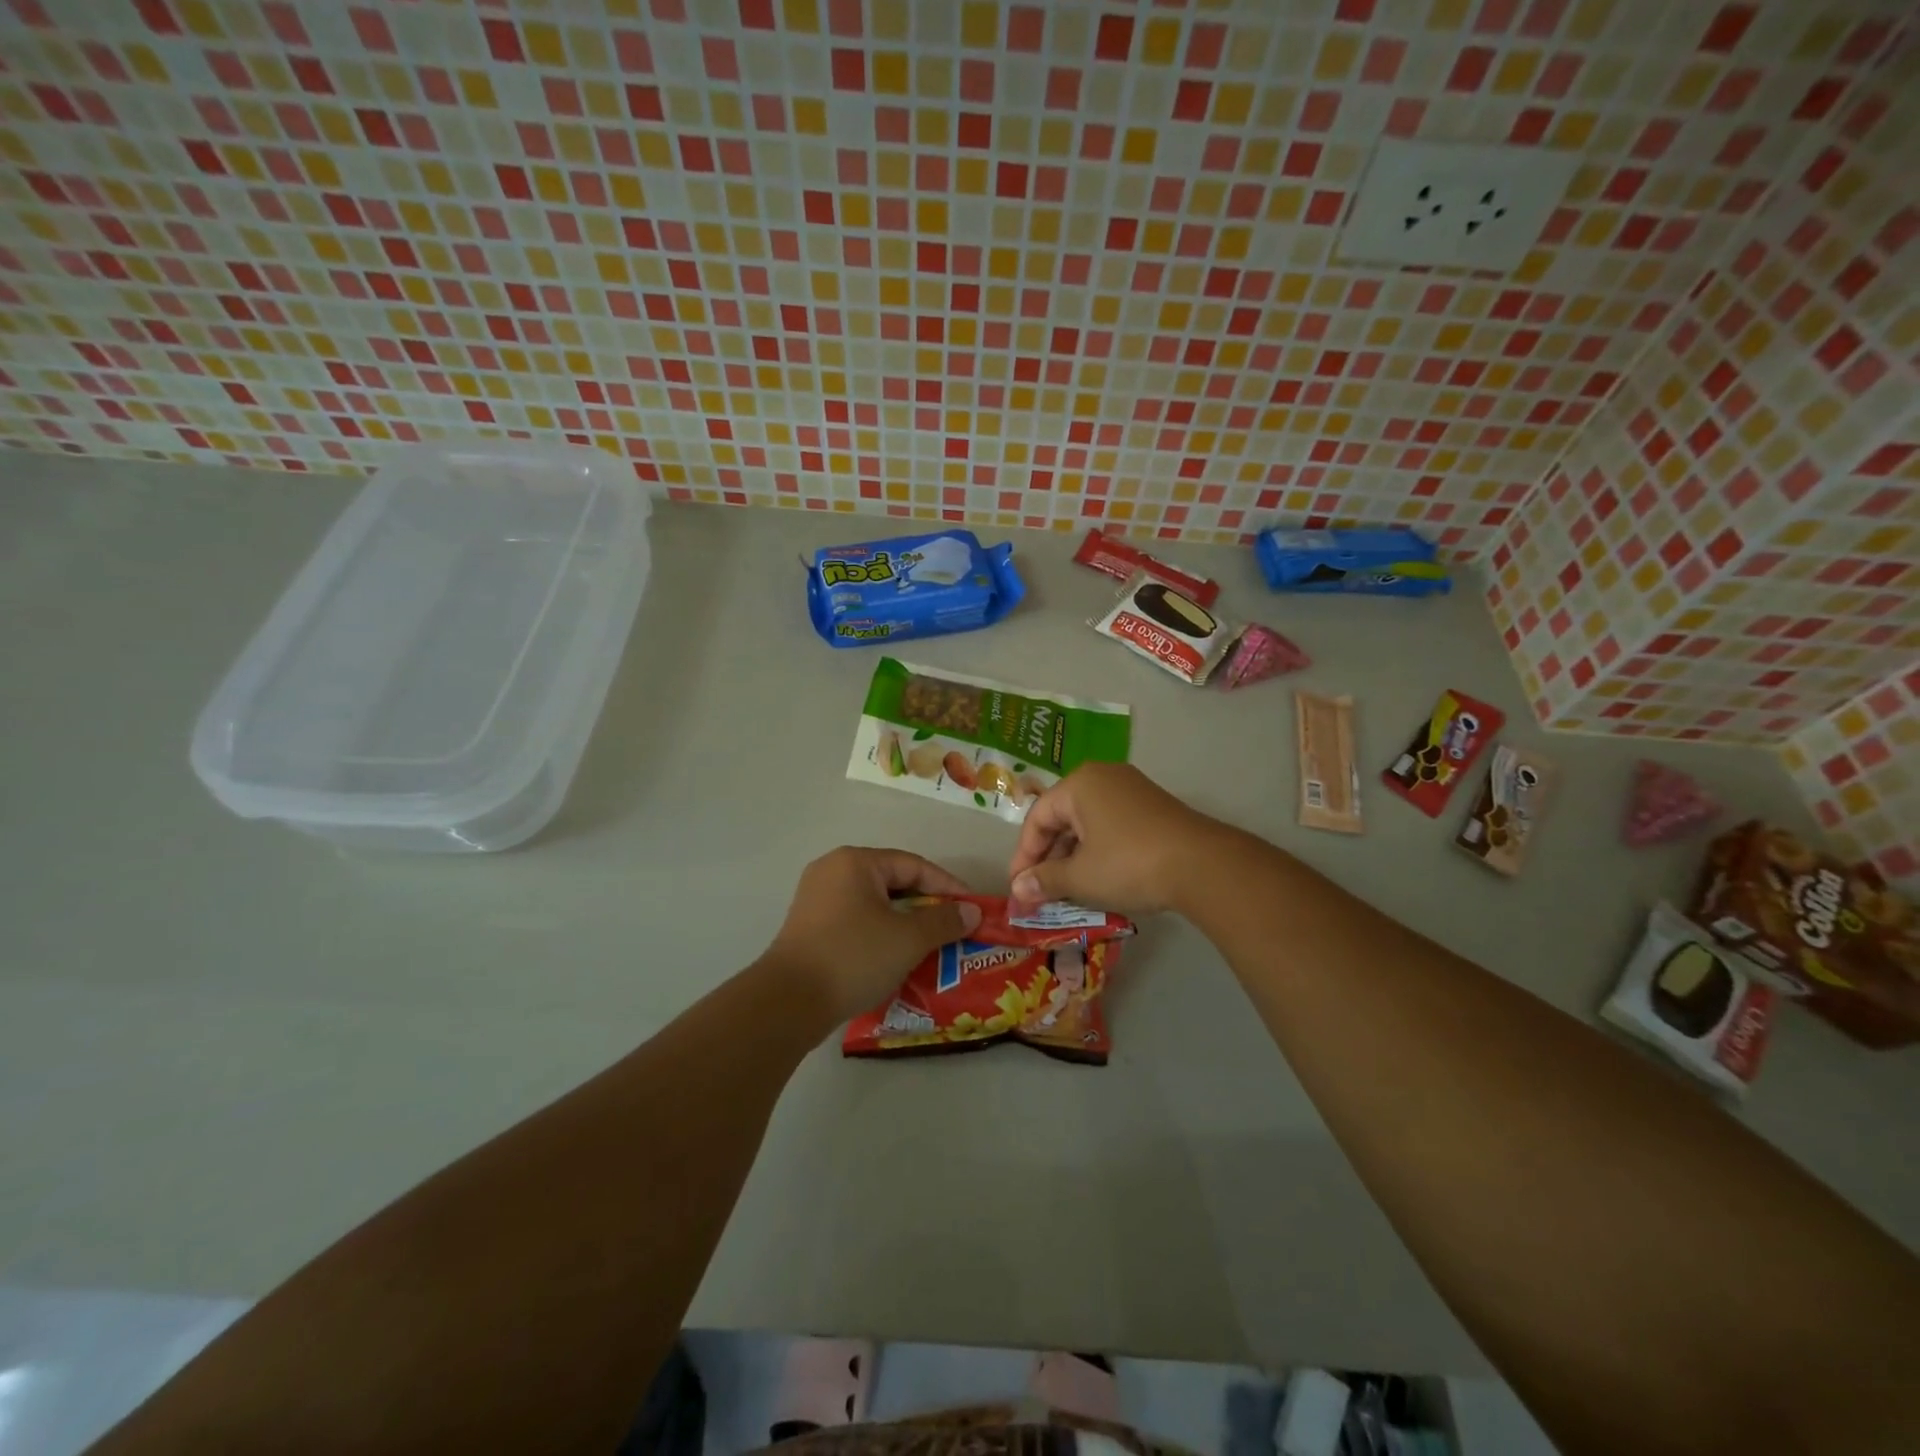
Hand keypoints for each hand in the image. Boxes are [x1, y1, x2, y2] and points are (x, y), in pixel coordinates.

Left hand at [766, 847, 983, 1022]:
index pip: (914, 866)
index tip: (973, 910)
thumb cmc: (853, 957)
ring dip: (905, 924)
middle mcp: (833, 871)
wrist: (788, 1003)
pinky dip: (881, 935)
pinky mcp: (809, 928)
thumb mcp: (908, 938)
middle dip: (927, 907)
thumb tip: (971, 911)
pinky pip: (857, 922)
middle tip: (955, 929)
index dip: (948, 887)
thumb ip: (944, 920)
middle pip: (893, 883)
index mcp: (855, 862)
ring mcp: (817, 900)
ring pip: (875, 905)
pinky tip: (897, 958)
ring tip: (932, 946)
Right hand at [1008, 763, 1221, 916]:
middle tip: (1040, 893)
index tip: (1019, 888)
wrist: (1203, 866)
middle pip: (1063, 819)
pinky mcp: (1153, 808)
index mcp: (1080, 783)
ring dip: (1073, 858)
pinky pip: (1112, 827)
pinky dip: (1098, 852)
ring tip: (1066, 892)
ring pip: (1088, 825)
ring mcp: (1132, 790)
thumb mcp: (1080, 877)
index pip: (1037, 818)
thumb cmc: (1129, 864)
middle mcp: (1104, 777)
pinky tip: (1098, 881)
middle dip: (1049, 858)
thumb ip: (1045, 880)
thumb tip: (1018, 889)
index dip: (1024, 856)